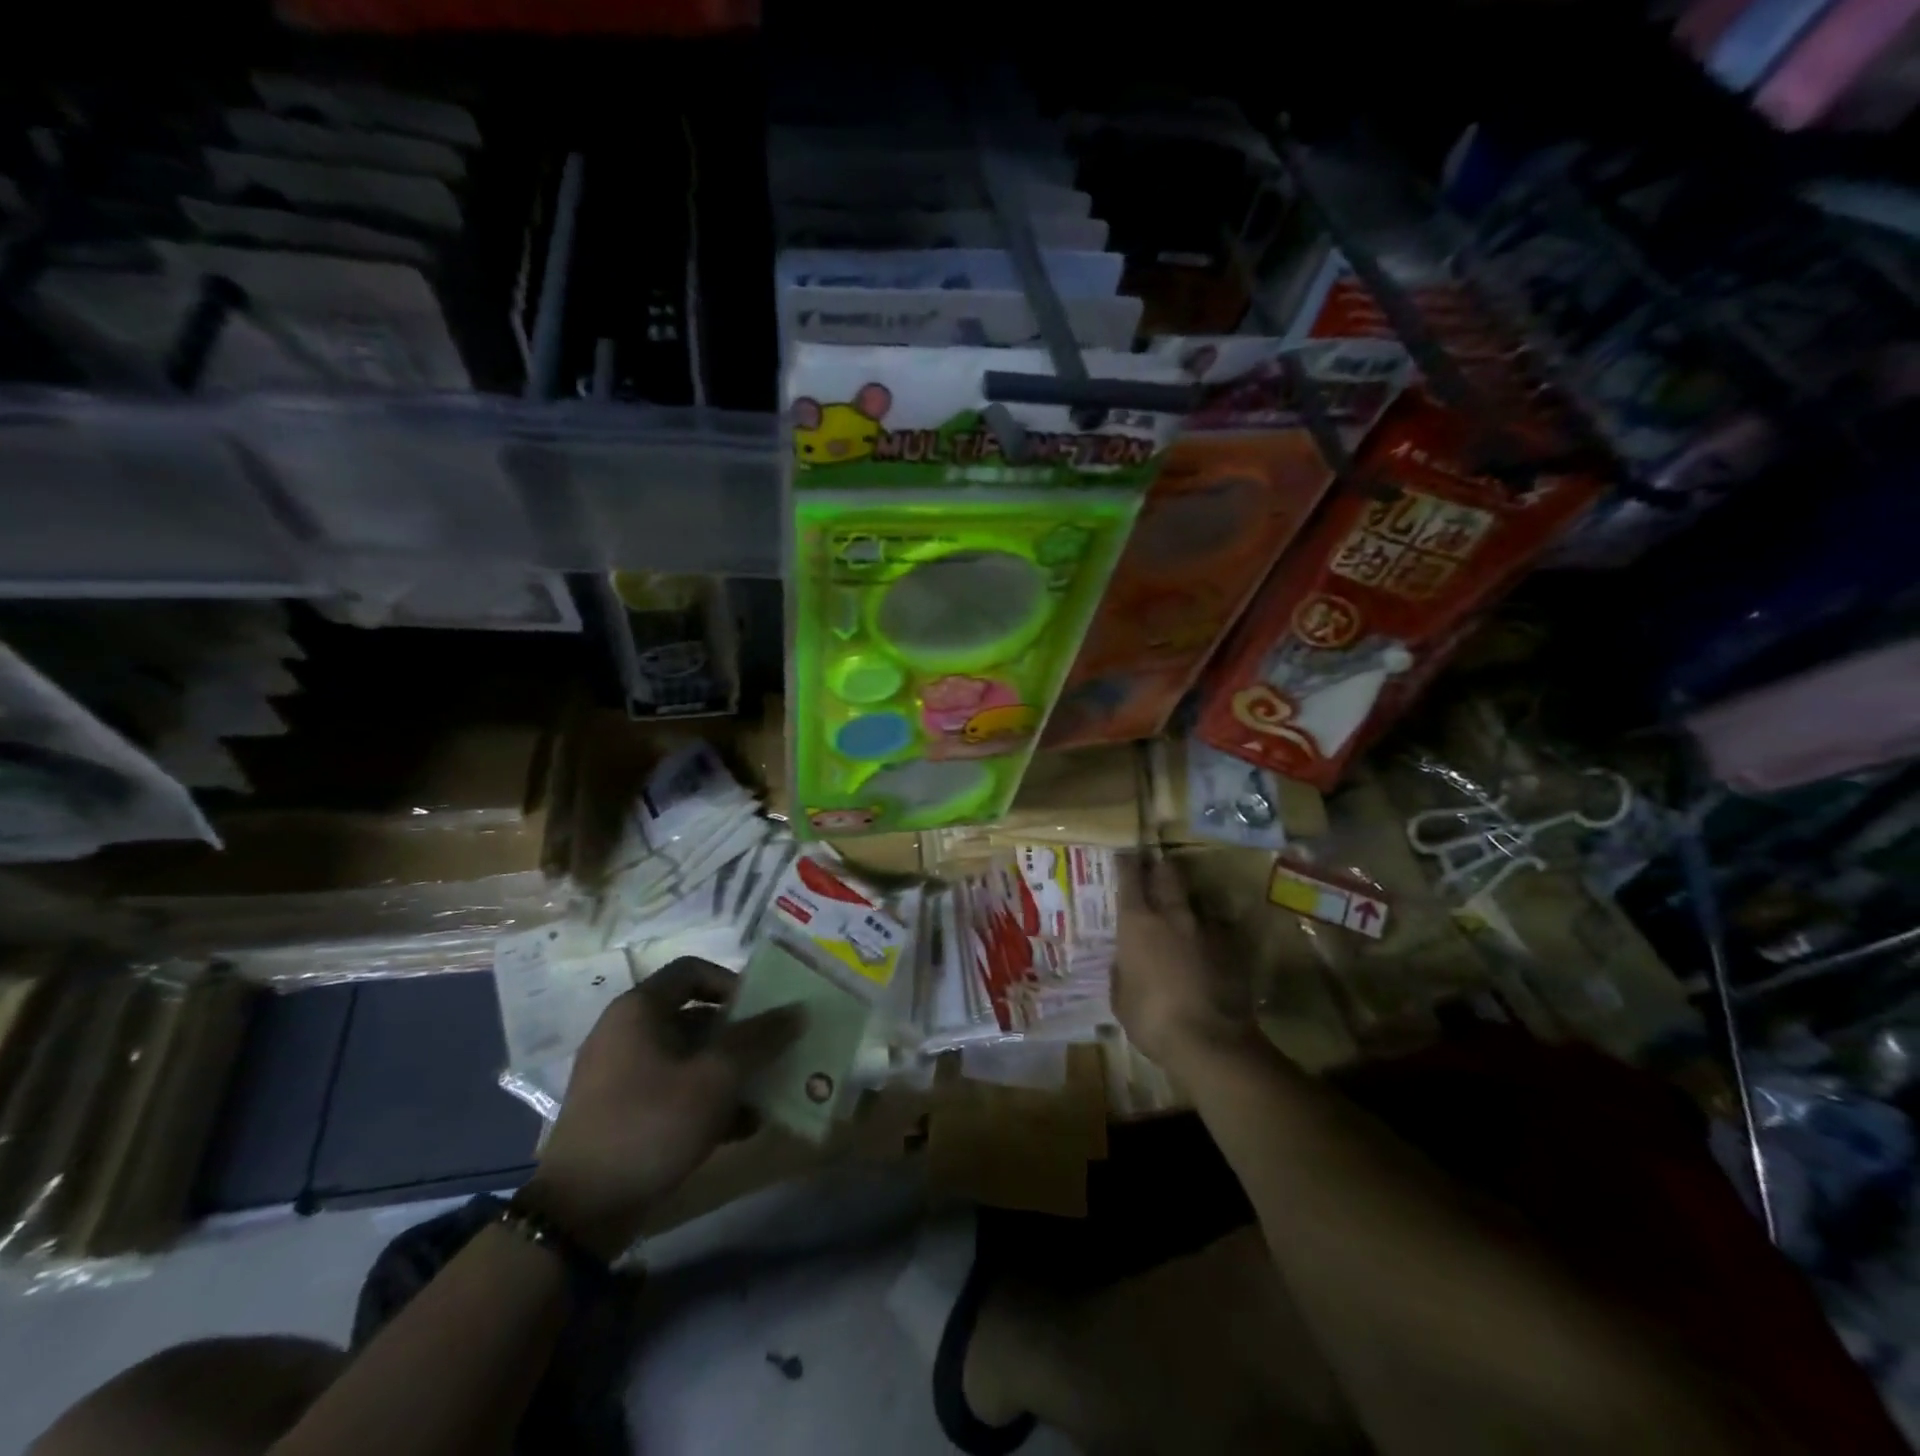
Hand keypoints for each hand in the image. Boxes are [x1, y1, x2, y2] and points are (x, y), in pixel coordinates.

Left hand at [521, 957, 801, 1258]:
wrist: (578, 1214)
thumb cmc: (649, 1124)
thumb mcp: (714, 1078)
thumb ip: (758, 1039)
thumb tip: (797, 1010)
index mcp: (640, 1011)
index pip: (692, 971)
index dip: (732, 982)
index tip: (762, 1009)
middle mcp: (627, 1034)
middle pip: (695, 1016)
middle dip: (740, 1034)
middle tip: (775, 1051)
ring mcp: (622, 1077)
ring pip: (689, 1058)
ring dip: (731, 1071)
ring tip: (768, 1091)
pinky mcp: (624, 1115)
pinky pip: (676, 1092)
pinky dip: (709, 1102)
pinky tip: (744, 1126)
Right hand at [1113, 856, 1260, 1072]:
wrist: (1210, 1041)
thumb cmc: (1151, 1018)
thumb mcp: (1121, 998)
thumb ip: (1122, 972)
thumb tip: (1125, 962)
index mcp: (1137, 923)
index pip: (1130, 879)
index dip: (1127, 863)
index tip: (1125, 853)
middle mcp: (1172, 916)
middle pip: (1168, 875)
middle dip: (1160, 866)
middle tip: (1155, 863)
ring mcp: (1206, 930)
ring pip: (1195, 900)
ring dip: (1186, 899)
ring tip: (1181, 905)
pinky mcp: (1231, 949)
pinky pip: (1215, 929)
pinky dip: (1208, 931)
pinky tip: (1205, 943)